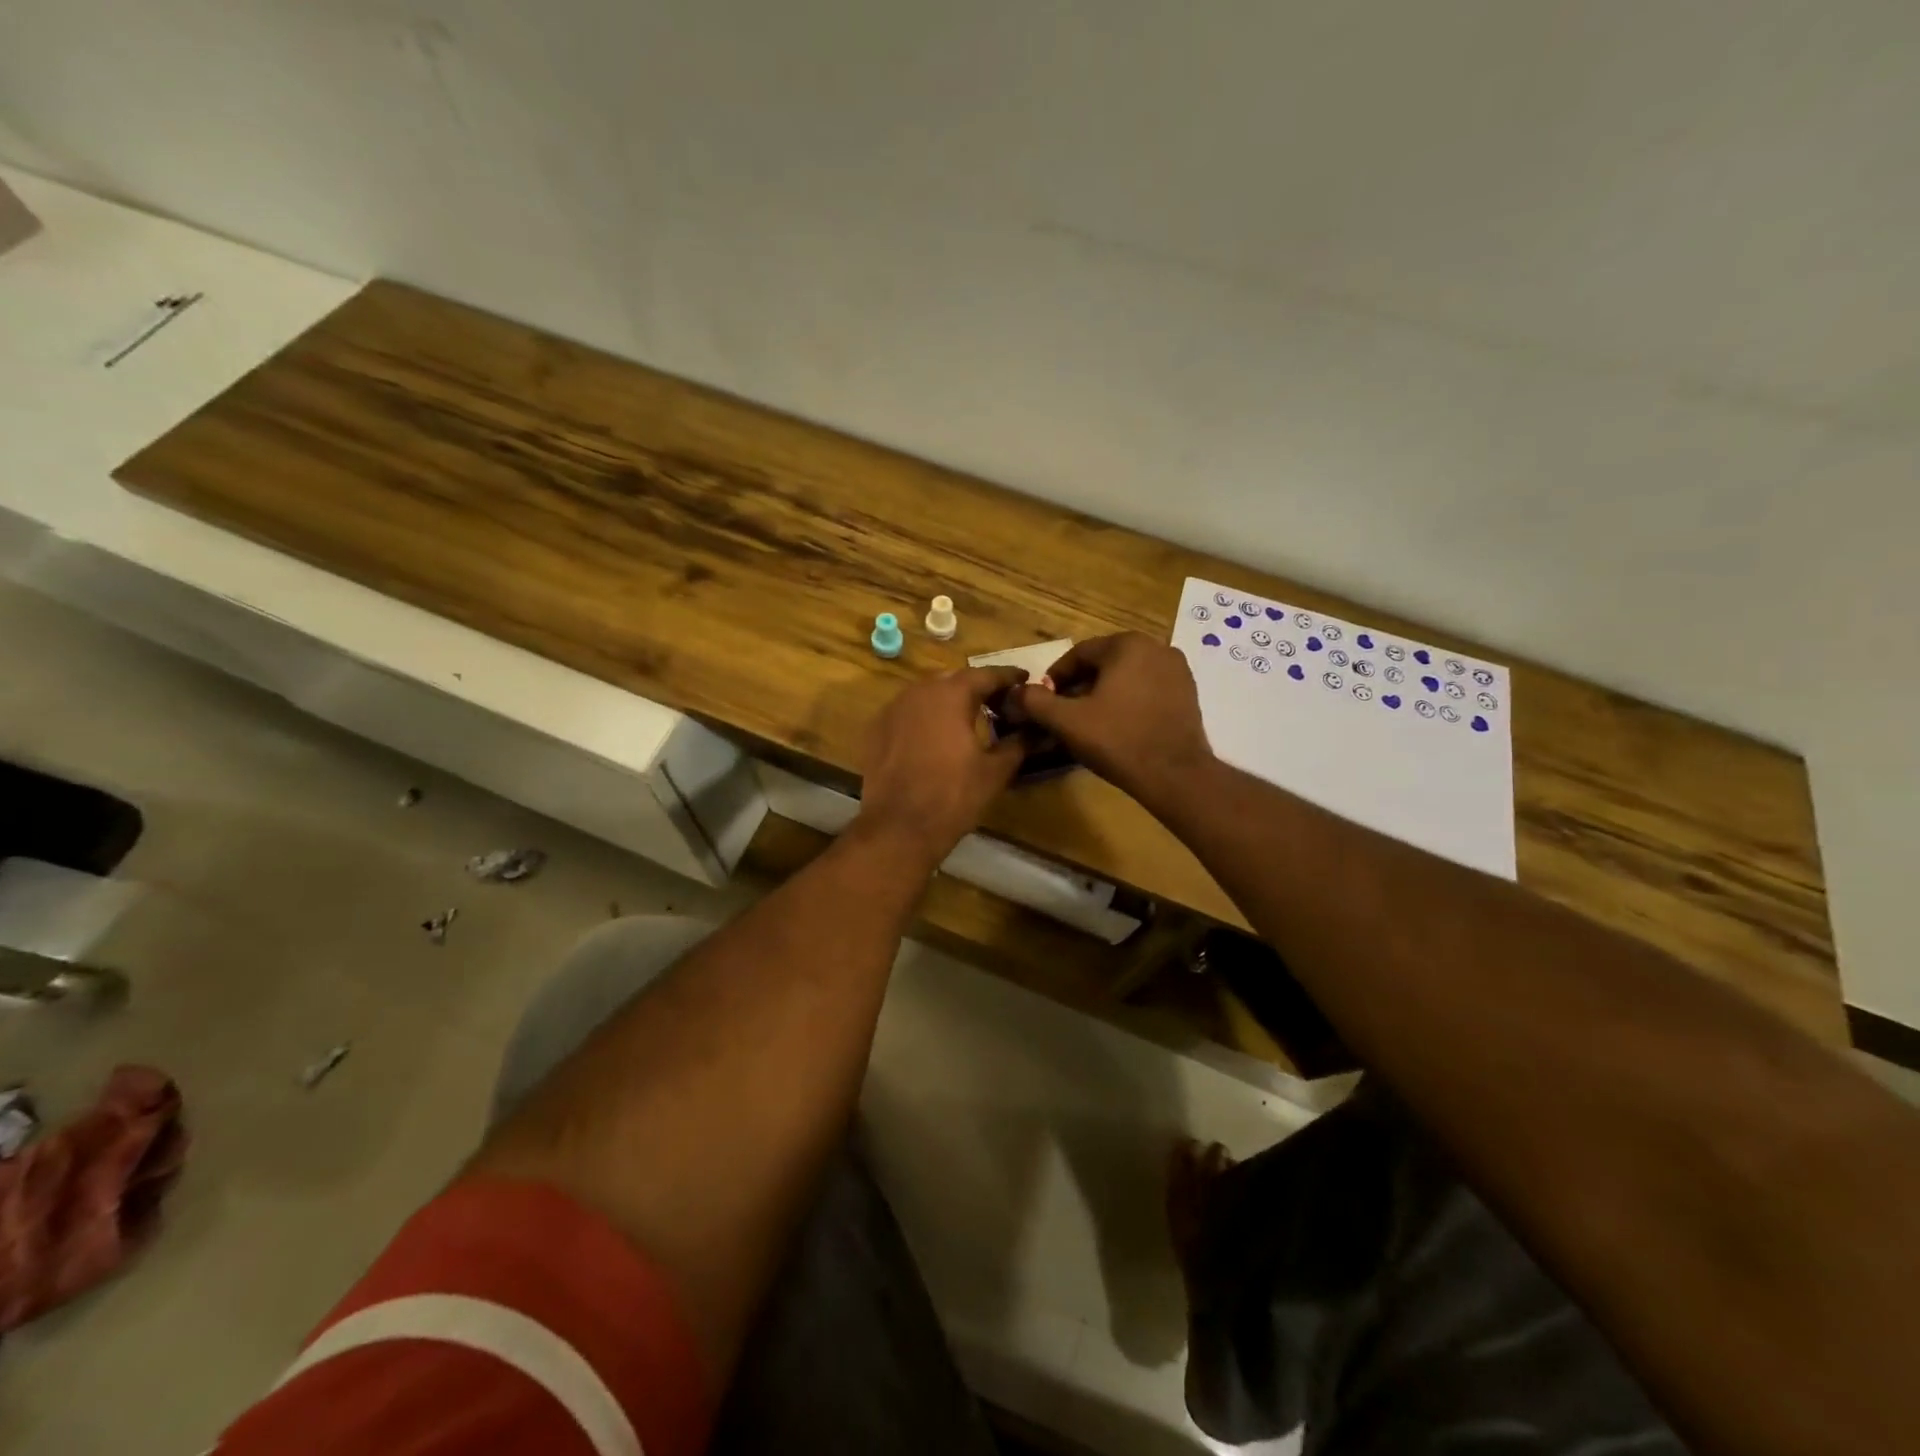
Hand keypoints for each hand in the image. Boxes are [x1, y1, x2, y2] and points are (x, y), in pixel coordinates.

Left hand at [855, 666, 1026, 861]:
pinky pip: (907, 713)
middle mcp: (918, 691)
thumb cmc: (953, 796)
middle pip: (954, 679)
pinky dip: (925, 717)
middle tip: (998, 701)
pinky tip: (935, 736)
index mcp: (951, 694)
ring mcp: (892, 709)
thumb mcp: (995, 770)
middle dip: (977, 687)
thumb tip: (1035, 730)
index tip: (1024, 679)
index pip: (986, 674)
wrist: (898, 828)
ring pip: (927, 694)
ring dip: (949, 701)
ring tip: (968, 717)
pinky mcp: (876, 730)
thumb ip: (1018, 743)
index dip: (1008, 677)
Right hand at [1004, 633, 1214, 806]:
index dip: (1055, 678)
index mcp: (1127, 644)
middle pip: (1104, 663)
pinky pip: (1147, 689)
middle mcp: (1156, 647)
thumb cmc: (1118, 741)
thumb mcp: (1067, 721)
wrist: (1175, 775)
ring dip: (1103, 694)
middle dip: (1080, 686)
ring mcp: (1177, 670)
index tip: (1043, 702)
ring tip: (1089, 723)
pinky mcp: (1188, 693)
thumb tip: (1014, 692)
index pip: (1078, 654)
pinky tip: (1118, 727)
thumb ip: (1035, 701)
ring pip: (1126, 676)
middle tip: (1064, 714)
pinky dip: (1128, 701)